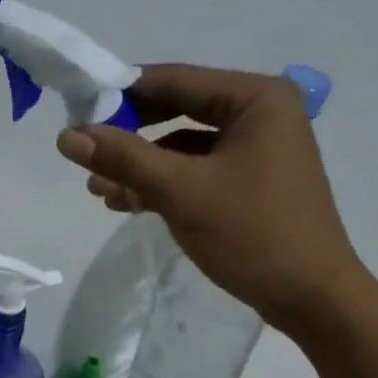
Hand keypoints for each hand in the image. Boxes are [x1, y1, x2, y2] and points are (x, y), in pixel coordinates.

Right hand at [55, 64, 366, 335]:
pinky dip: (165, 184)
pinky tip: (130, 202)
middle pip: (178, 110)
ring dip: (142, 166)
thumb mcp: (181, 192)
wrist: (311, 297)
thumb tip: (66, 136)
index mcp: (256, 97)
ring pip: (185, 146)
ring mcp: (259, 149)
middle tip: (87, 156)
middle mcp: (261, 113)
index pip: (174, 80)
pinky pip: (198, 171)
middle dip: (130, 136)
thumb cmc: (252, 234)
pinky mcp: (252, 182)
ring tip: (100, 190)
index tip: (76, 113)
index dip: (121, 95)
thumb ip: (123, 158)